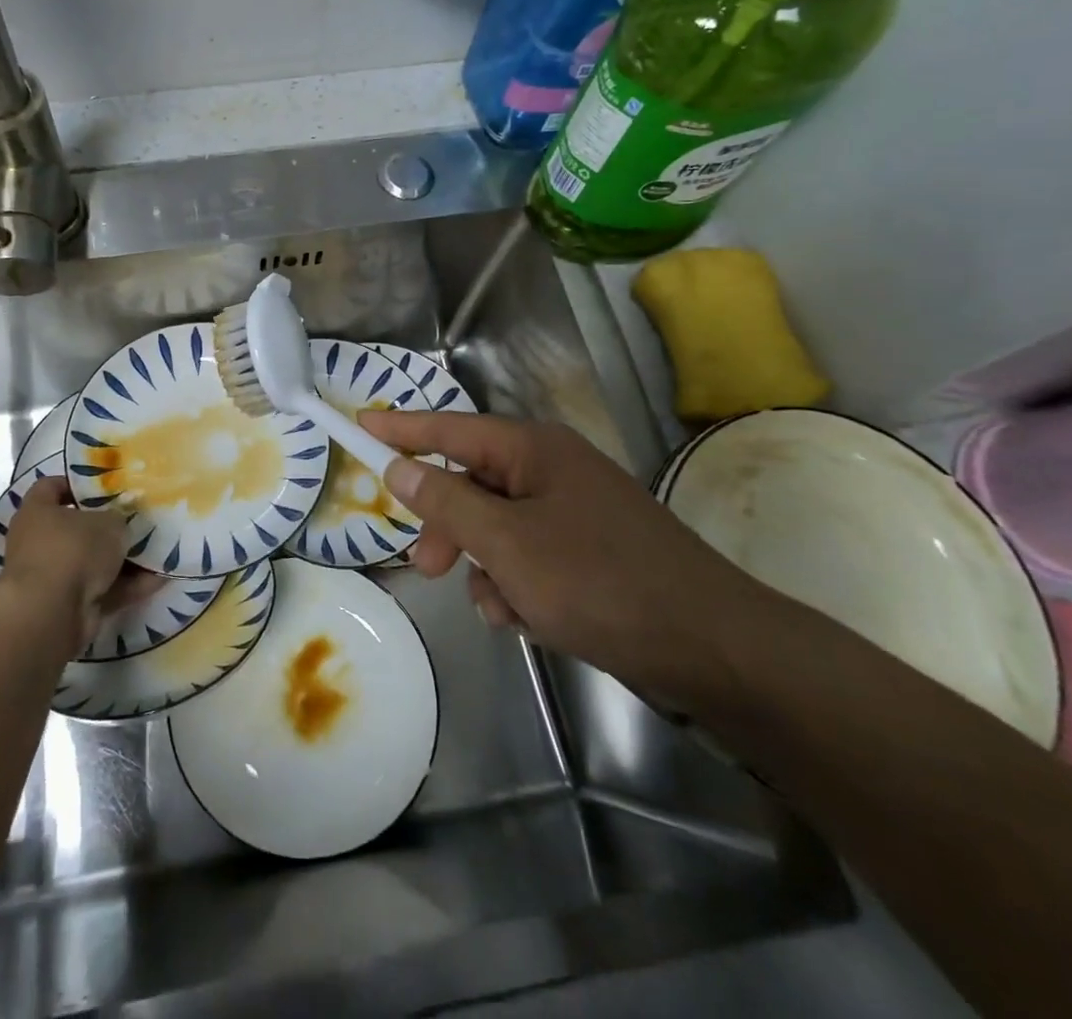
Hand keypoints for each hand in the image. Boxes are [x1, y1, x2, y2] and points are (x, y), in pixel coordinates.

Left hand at [0, 477, 163, 659]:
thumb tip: (121, 519)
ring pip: (93, 562)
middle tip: (139, 520)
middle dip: (108, 527)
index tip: (106, 485)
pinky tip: (158, 580)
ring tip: (158, 551)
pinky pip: (103, 590)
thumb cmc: (74, 549)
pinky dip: (127, 586)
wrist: (52, 614)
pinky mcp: (68, 606)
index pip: (51, 487)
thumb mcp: (108, 521)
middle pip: (77, 528)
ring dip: (123, 560)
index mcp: (38, 512)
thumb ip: (118, 516)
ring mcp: (53, 577)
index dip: (77, 484)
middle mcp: (39, 542)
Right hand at [362, 410, 760, 705]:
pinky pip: (527, 556)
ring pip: (497, 528)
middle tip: (426, 566)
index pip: (449, 428)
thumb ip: (446, 502)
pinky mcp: (589, 551)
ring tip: (501, 608)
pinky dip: (517, 585)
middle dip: (448, 526)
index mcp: (533, 450)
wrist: (711, 647)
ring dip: (485, 566)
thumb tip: (399, 467)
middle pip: (471, 483)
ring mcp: (574, 511)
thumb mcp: (506, 543)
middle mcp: (552, 470)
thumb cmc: (598, 581)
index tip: (360, 424)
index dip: (402, 429)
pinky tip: (529, 619)